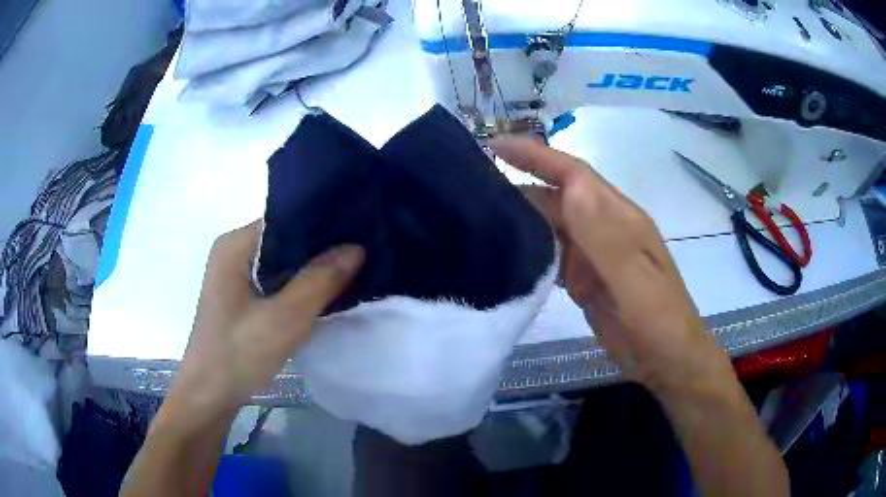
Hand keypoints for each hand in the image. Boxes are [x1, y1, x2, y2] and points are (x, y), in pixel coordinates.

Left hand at [168, 220, 364, 417]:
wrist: (209, 396)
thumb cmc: (238, 354)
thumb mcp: (283, 319)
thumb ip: (319, 280)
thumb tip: (356, 247)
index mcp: (235, 245)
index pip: (286, 219)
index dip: (322, 225)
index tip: (359, 232)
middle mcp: (233, 252)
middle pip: (285, 240)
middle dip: (320, 249)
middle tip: (362, 254)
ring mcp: (235, 275)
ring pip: (282, 264)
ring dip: (311, 271)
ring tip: (352, 271)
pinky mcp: (241, 297)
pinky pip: (276, 282)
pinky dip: (299, 287)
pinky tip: (325, 294)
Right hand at [491, 139, 729, 392]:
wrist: (668, 361)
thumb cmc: (658, 320)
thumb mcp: (635, 279)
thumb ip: (606, 236)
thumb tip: (571, 189)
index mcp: (619, 218)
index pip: (574, 174)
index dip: (537, 156)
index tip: (495, 145)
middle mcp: (605, 228)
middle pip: (558, 198)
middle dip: (520, 185)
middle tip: (472, 188)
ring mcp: (595, 255)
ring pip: (553, 225)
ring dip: (521, 217)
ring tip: (479, 217)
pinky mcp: (585, 279)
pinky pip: (553, 255)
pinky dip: (530, 249)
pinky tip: (507, 255)